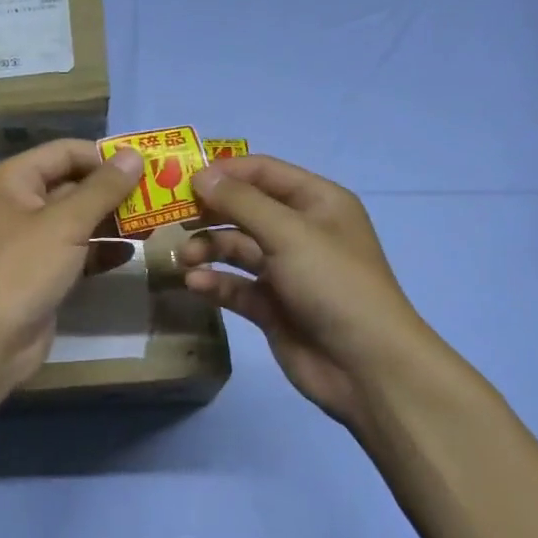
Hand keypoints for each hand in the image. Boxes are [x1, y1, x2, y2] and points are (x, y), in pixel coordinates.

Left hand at [0, 140, 143, 386]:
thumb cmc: (21, 269)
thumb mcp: (65, 224)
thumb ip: (103, 189)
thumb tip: (133, 155)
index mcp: (12, 180)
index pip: (64, 152)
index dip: (104, 157)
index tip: (146, 167)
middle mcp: (17, 204)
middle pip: (72, 185)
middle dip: (114, 191)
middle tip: (158, 196)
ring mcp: (29, 241)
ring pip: (77, 220)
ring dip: (112, 221)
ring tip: (154, 224)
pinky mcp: (40, 272)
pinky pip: (75, 251)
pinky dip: (101, 250)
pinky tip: (132, 254)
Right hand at [181, 155, 423, 435]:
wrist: (365, 365)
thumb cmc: (333, 284)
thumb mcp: (288, 233)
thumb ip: (240, 202)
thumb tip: (200, 175)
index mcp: (316, 202)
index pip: (263, 172)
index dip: (224, 172)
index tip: (181, 180)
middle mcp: (300, 231)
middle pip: (244, 209)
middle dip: (209, 213)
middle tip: (171, 219)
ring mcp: (285, 270)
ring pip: (236, 248)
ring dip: (207, 249)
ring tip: (184, 259)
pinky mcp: (271, 306)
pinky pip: (236, 285)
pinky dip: (215, 282)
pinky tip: (196, 285)